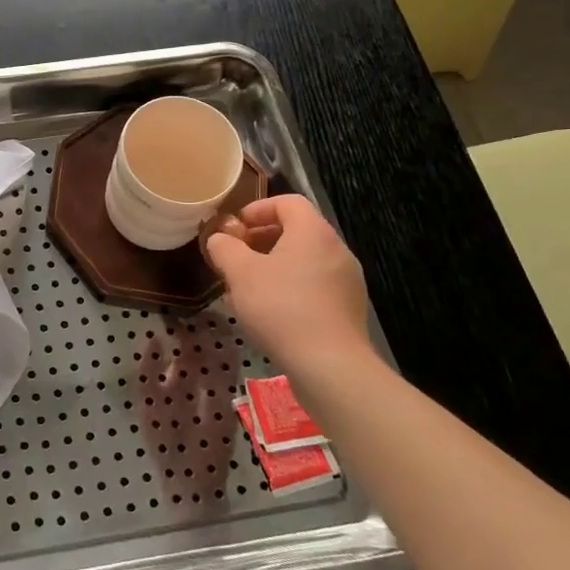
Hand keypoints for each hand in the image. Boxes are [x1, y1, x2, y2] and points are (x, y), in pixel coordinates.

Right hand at [204, 195, 376, 382]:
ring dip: (274, 265)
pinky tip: (272, 312)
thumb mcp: (240, 273)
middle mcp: (336, 250)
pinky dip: (291, 287)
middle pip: (297, 230)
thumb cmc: (281, 308)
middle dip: (262, 239)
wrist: (330, 367)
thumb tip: (220, 239)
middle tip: (236, 257)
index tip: (235, 228)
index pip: (288, 202)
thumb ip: (225, 247)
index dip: (258, 209)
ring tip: (249, 287)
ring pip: (305, 259)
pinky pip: (315, 284)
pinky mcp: (348, 309)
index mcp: (313, 232)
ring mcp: (347, 281)